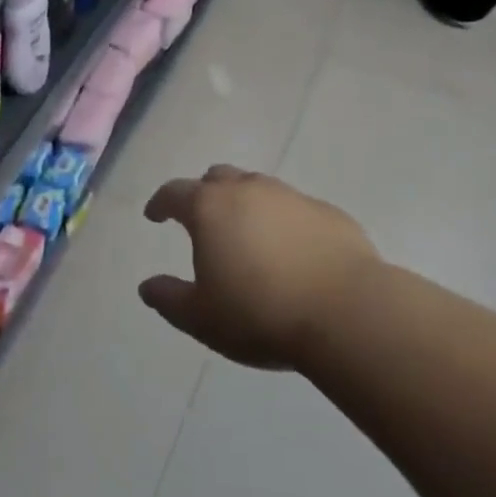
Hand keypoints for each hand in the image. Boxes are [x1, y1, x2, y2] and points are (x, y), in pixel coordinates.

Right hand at [139, 165, 377, 369]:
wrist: (348, 312)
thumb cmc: (261, 313)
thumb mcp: (202, 318)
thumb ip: (169, 298)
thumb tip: (147, 286)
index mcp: (210, 208)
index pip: (174, 193)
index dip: (160, 203)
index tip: (154, 215)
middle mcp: (248, 190)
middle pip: (218, 178)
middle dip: (204, 194)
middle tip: (202, 220)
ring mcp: (291, 196)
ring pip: (257, 188)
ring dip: (245, 204)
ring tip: (247, 236)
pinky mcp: (327, 212)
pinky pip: (294, 208)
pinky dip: (282, 221)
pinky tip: (290, 250)